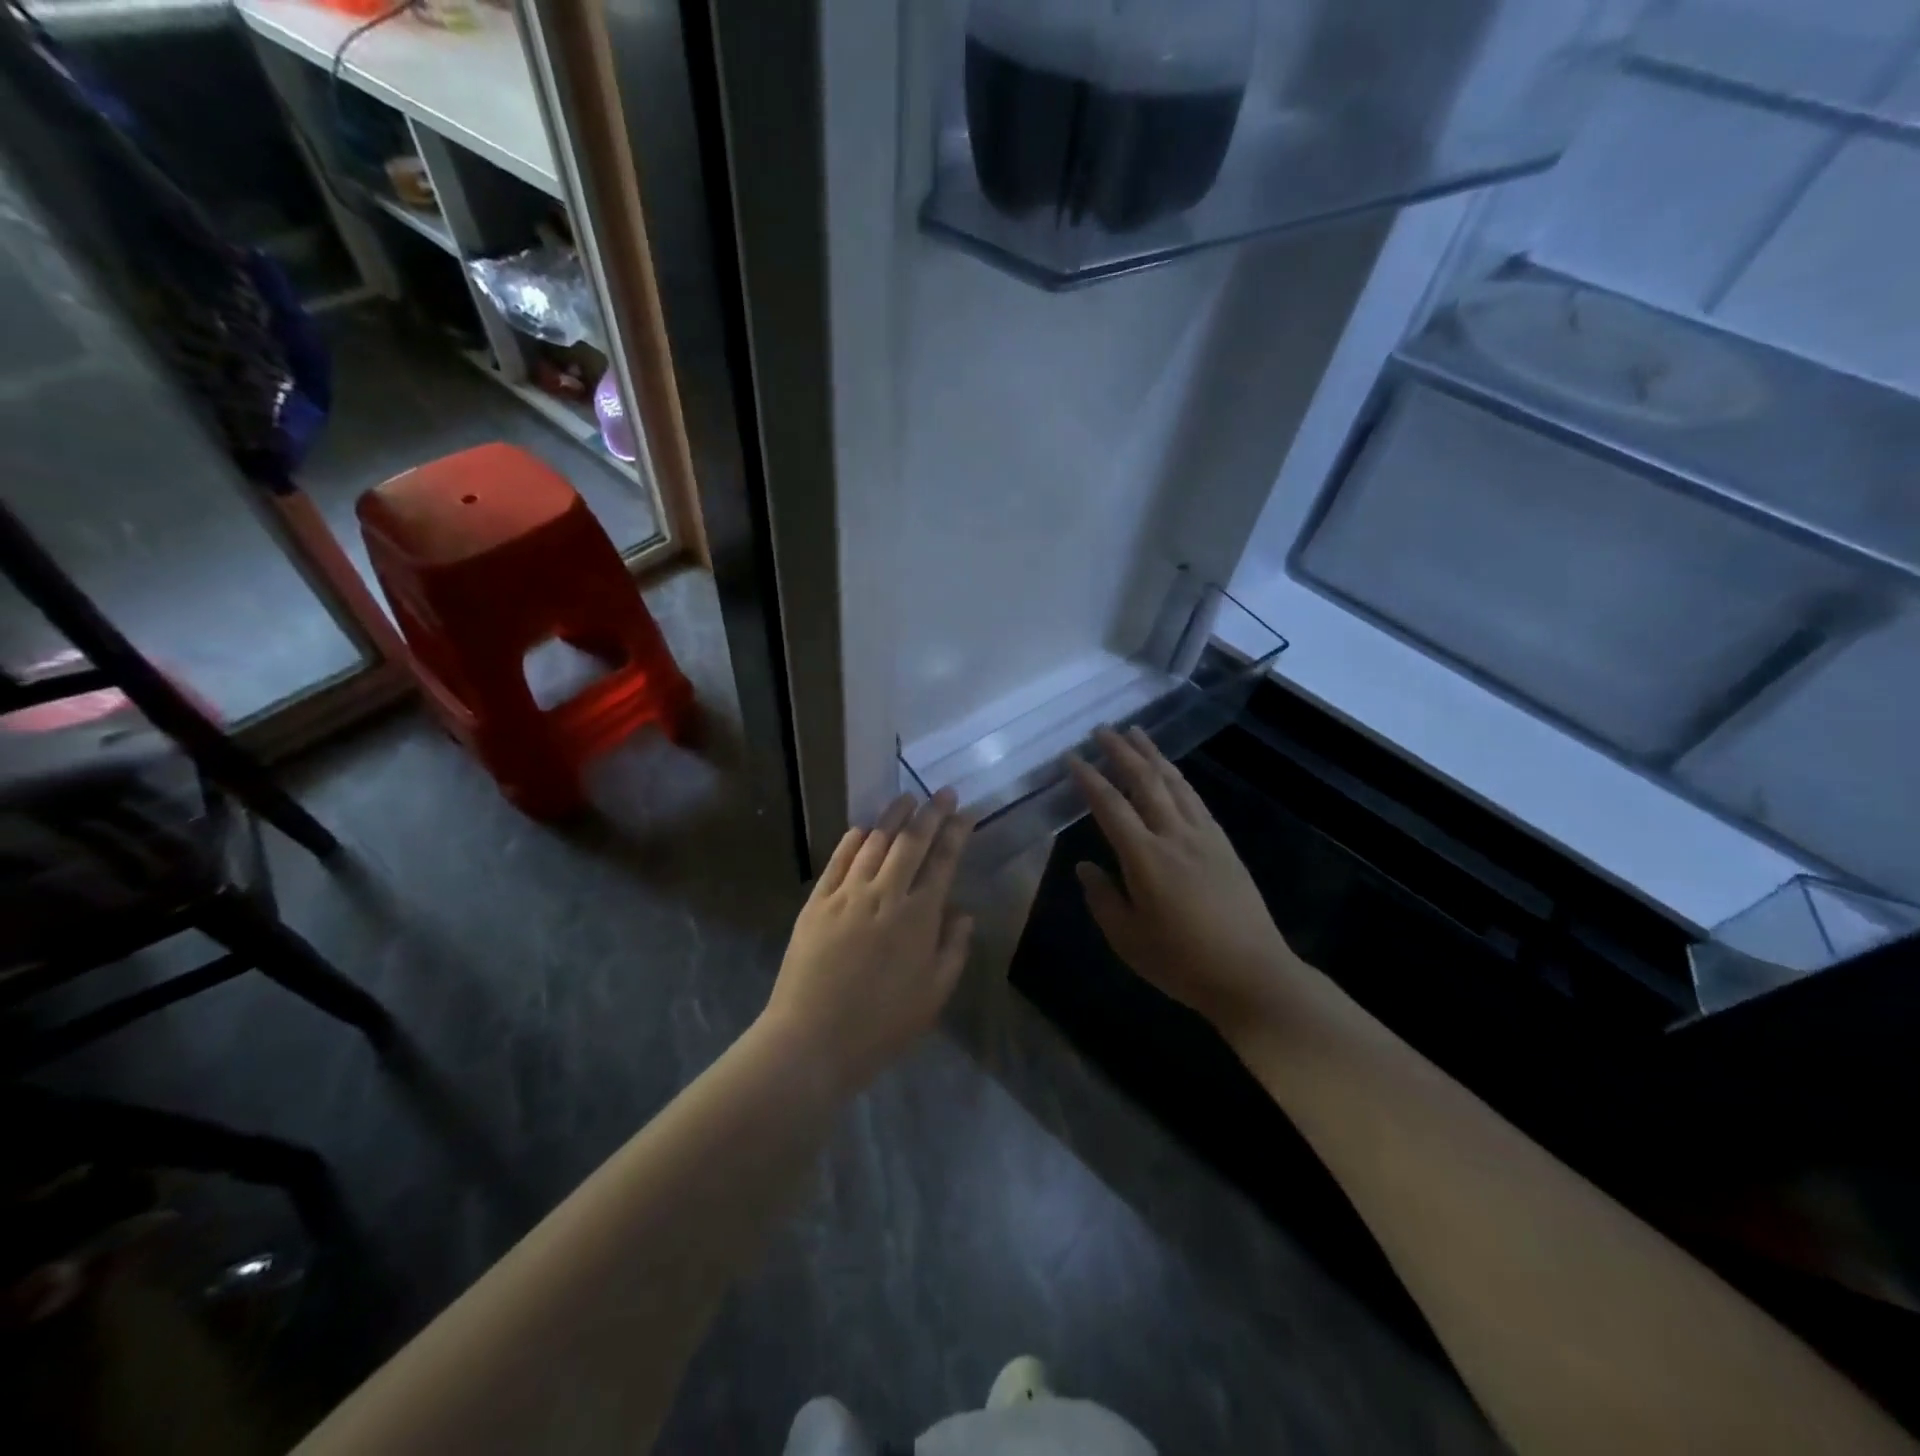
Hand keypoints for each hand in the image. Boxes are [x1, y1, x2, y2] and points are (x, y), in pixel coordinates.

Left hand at [761, 790, 975, 1094]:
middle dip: (930, 812)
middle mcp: (885, 895)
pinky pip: (838, 861)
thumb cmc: (881, 1025)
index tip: (965, 812)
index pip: (943, 862)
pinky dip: (853, 841)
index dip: (956, 833)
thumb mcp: (934, 995)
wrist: (812, 1040)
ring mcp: (847, 895)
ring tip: (906, 798)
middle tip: (941, 792)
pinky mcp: (817, 902)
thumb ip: (953, 949)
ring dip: (892, 817)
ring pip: (874, 843)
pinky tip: (862, 829)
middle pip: (911, 842)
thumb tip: (963, 912)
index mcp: (919, 917)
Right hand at [1068, 727, 1307, 1038]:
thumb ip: (1102, 898)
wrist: (1252, 974)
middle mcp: (1174, 835)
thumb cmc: (1182, 962)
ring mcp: (1204, 836)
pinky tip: (1171, 773)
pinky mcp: (1223, 844)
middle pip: (1145, 781)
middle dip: (1121, 751)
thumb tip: (1084, 867)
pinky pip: (1195, 799)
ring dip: (1152, 755)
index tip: (1072, 757)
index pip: (1110, 806)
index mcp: (1145, 857)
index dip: (1089, 778)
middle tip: (1102, 729)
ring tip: (1136, 733)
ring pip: (1174, 782)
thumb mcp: (1128, 939)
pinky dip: (1177, 777)